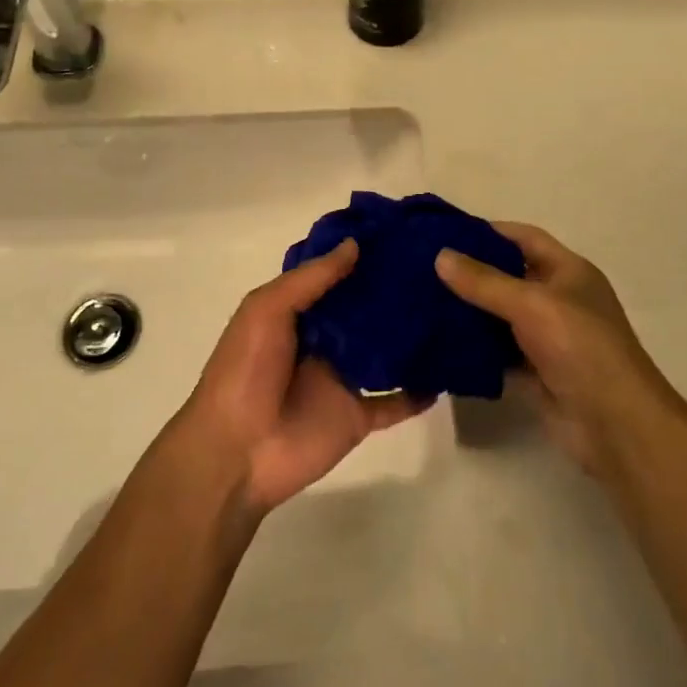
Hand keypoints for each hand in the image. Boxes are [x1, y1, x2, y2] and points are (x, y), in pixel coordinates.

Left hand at [178, 240, 424, 515]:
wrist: (235, 452)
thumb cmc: (245, 371)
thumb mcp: (267, 310)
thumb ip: (311, 279)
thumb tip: (355, 245)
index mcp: (297, 314)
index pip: (334, 278)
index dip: (360, 257)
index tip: (399, 234)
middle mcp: (323, 342)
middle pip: (364, 312)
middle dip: (394, 292)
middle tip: (438, 266)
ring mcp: (342, 380)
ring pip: (385, 353)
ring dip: (411, 337)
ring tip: (452, 309)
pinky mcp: (357, 416)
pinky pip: (394, 403)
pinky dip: (417, 393)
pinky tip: (446, 374)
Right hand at [436, 224, 677, 472]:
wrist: (615, 425)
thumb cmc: (581, 347)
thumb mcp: (532, 304)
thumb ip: (485, 282)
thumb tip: (441, 255)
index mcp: (568, 271)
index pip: (523, 238)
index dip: (488, 231)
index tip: (445, 232)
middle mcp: (558, 300)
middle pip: (508, 276)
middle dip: (470, 272)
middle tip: (423, 268)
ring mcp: (547, 338)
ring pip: (499, 317)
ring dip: (468, 312)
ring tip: (422, 303)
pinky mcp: (534, 373)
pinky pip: (497, 353)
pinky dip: (474, 349)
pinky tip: (439, 344)